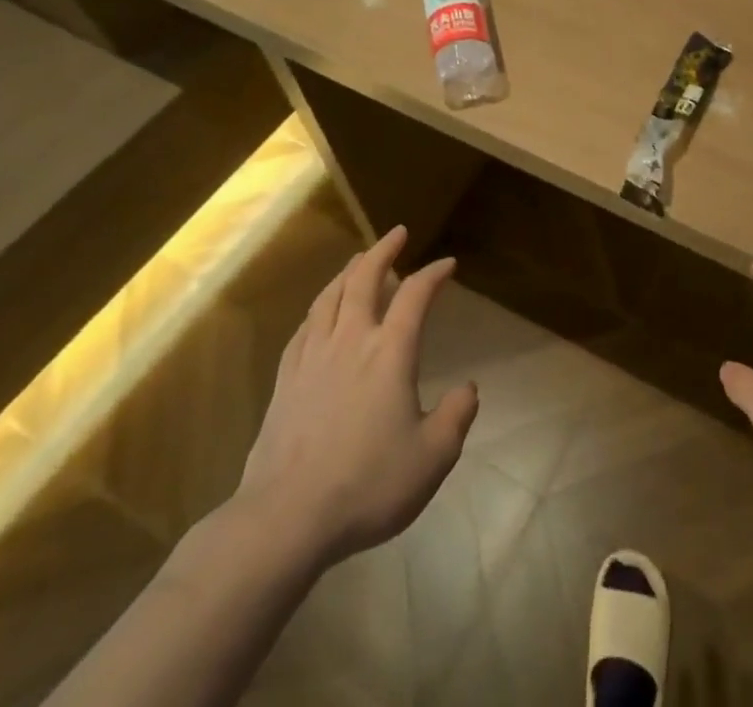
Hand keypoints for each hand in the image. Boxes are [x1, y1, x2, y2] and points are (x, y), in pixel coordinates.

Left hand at [234, 225, 477, 567]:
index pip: (415, 296)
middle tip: (397, 233)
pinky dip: (318, 309)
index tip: (448, 264)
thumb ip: (456, 417)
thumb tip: (468, 389)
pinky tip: (320, 313)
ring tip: (358, 260)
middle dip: (383, 251)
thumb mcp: (432, 457)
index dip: (433, 274)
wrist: (284, 519)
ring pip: (329, 298)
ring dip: (348, 272)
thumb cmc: (367, 484)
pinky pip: (303, 329)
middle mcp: (351, 342)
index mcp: (390, 353)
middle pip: (364, 280)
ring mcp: (312, 359)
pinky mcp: (285, 382)